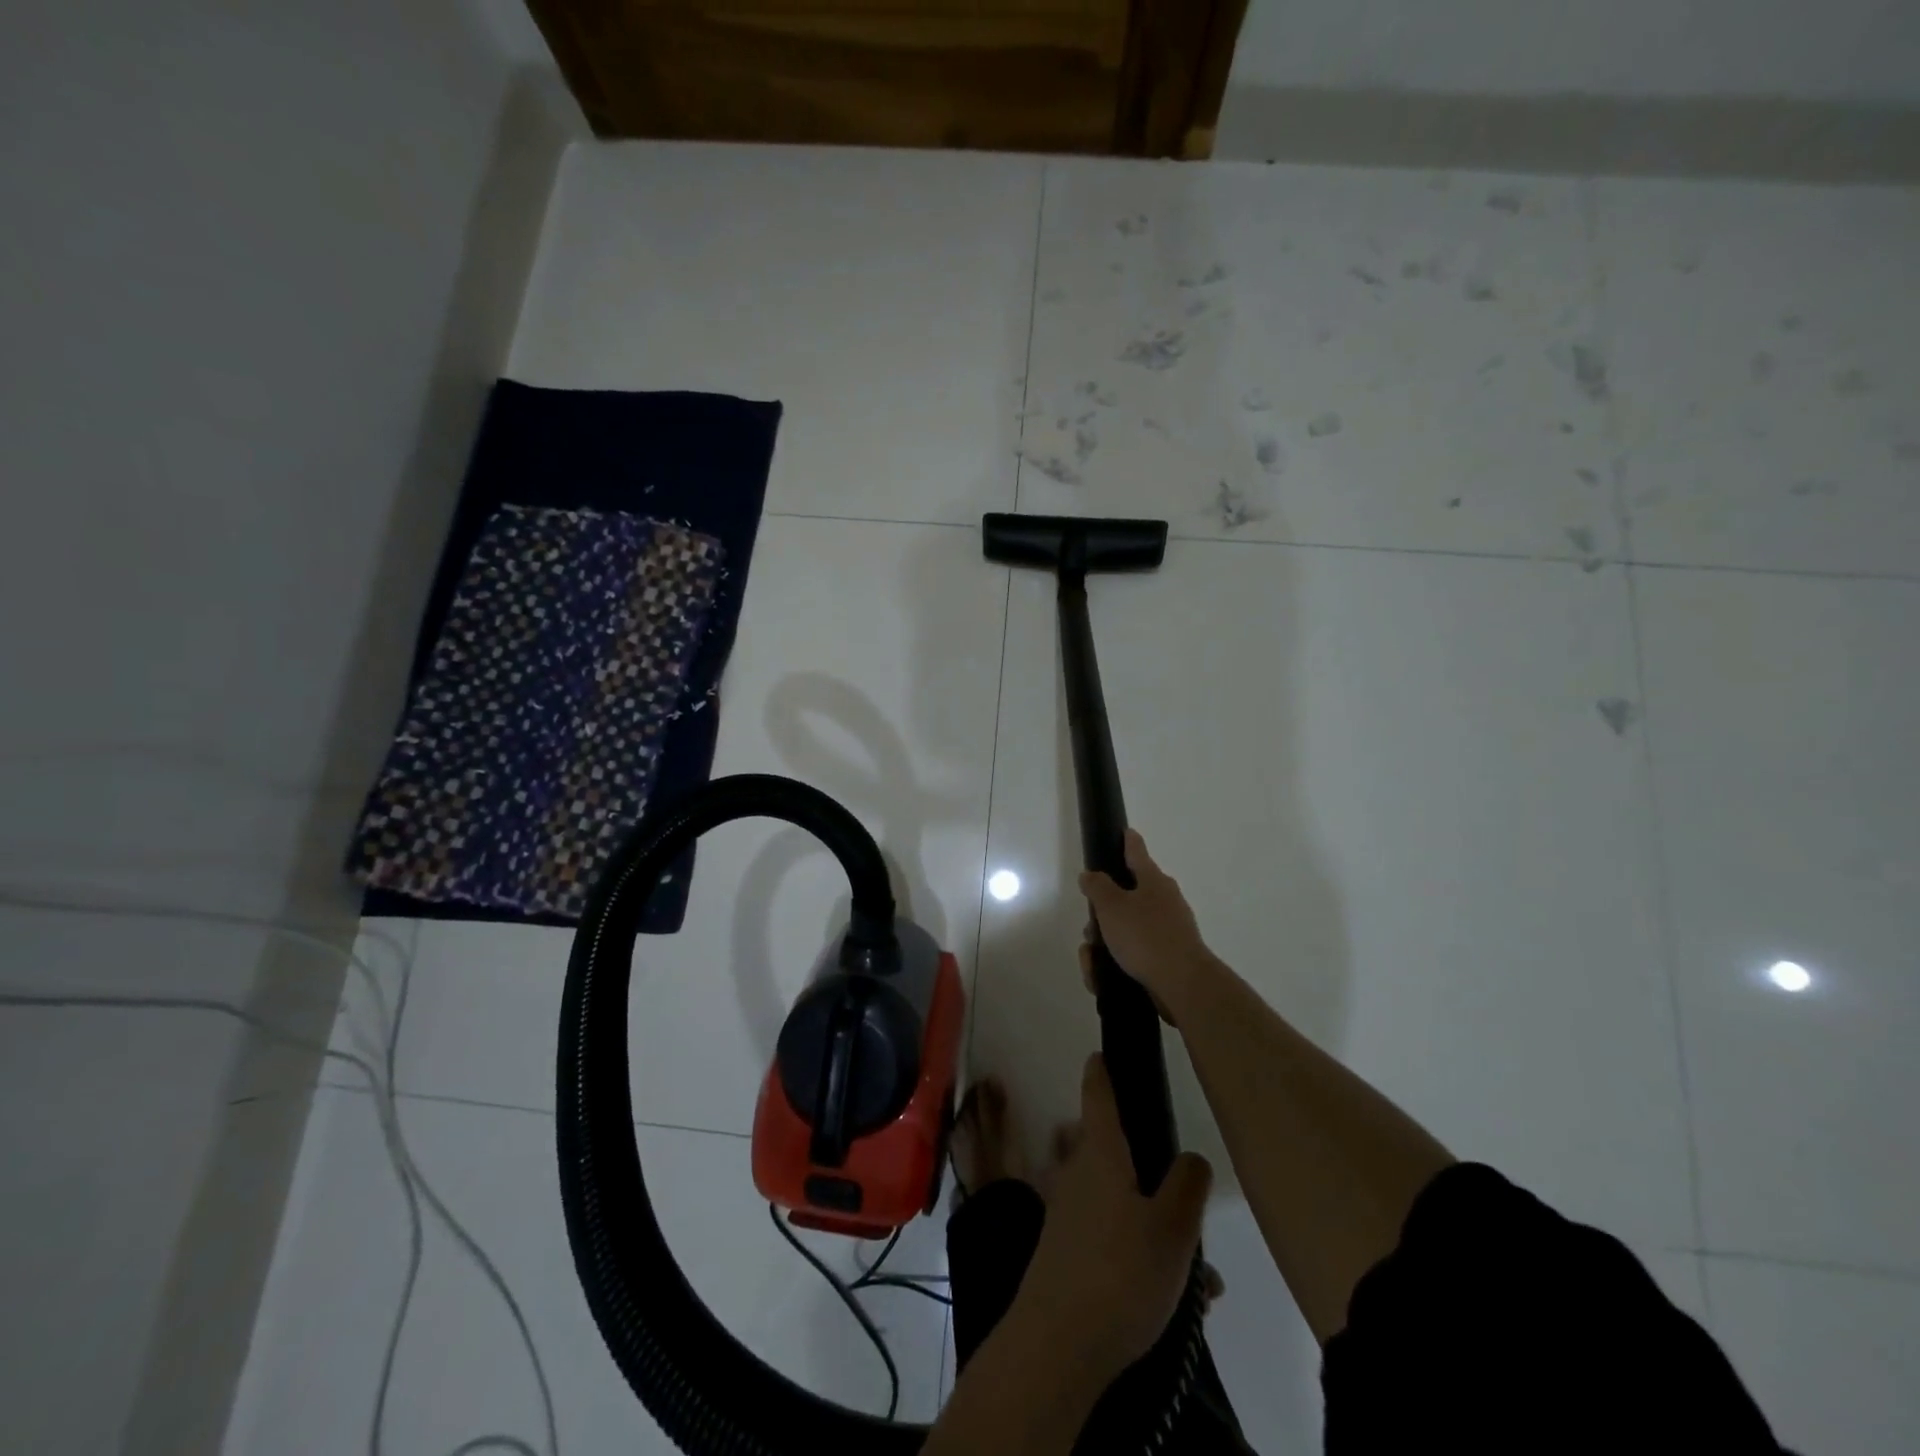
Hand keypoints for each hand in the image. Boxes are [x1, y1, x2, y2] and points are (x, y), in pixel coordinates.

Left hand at [1009, 1055, 1212, 1379]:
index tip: (1103, 1051)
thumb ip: (1188, 1185)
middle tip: (1193, 1205)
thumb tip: (1190, 1158)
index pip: (1098, 1095)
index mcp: (1101, 1154)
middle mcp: (1079, 1175)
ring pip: (1124, 1206)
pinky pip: (1116, 1241)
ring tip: (1202, 1279)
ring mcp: (1070, 1216)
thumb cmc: (1119, 1273)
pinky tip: (1180, 1302)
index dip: (1102, 1070)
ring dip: (1160, 1230)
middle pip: (1118, 1155)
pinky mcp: (1068, 1255)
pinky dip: (1145, 1259)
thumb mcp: (1172, 1228)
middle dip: (1156, 1174)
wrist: (1057, 1346)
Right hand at [1079, 829, 1213, 1021]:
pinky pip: (1132, 955)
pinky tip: (1101, 977)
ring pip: (1125, 929)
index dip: (1128, 841)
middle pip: (1126, 897)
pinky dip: (1114, 963)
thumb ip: (1097, 887)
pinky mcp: (1165, 959)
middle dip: (1102, 913)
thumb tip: (1091, 875)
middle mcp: (1164, 902)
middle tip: (1091, 928)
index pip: (1137, 852)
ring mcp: (1167, 931)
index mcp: (1153, 881)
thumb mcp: (1112, 906)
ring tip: (1092, 959)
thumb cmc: (1145, 936)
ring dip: (1104, 942)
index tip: (1125, 832)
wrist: (1182, 984)